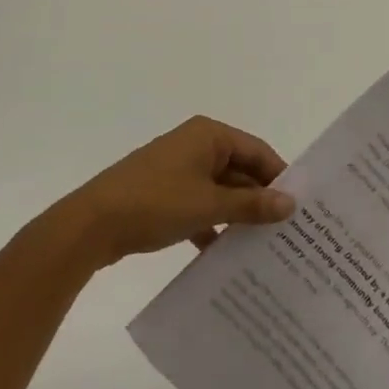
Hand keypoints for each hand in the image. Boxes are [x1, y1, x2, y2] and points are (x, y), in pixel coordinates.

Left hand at [63, 116, 295, 266]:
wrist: (89, 226)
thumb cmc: (155, 203)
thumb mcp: (209, 204)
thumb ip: (252, 204)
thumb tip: (291, 204)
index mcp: (209, 135)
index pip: (258, 151)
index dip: (279, 177)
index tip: (300, 207)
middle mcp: (196, 145)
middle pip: (239, 170)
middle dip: (259, 199)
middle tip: (286, 230)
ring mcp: (177, 169)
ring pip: (220, 190)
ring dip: (236, 214)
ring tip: (262, 245)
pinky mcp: (162, 193)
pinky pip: (199, 204)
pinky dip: (211, 223)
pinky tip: (223, 252)